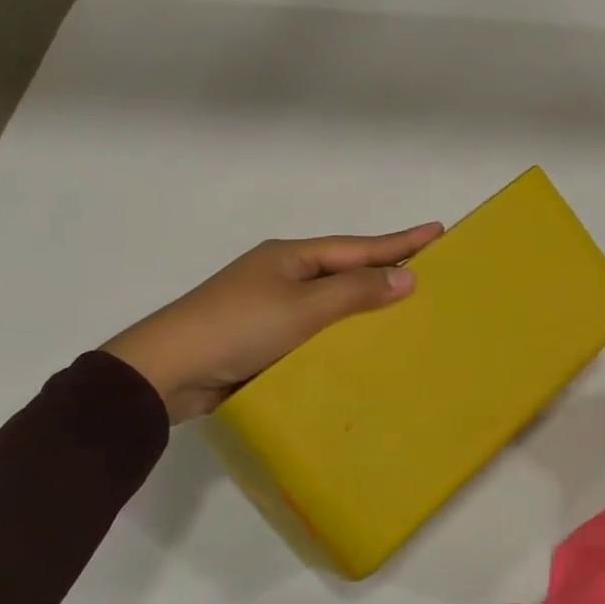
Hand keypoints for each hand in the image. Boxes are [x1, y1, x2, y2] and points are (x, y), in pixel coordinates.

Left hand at [101, 223, 443, 421]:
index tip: (438, 231)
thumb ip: (355, 292)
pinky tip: (361, 352)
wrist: (166, 372)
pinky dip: (339, 338)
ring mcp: (270, 308)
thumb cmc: (238, 327)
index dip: (399, 241)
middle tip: (429, 273)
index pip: (358, 246)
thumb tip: (406, 276)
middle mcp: (282, 276)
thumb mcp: (303, 307)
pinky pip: (314, 333)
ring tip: (406, 313)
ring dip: (364, 308)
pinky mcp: (262, 342)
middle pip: (345, 272)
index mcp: (290, 257)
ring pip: (330, 305)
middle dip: (385, 271)